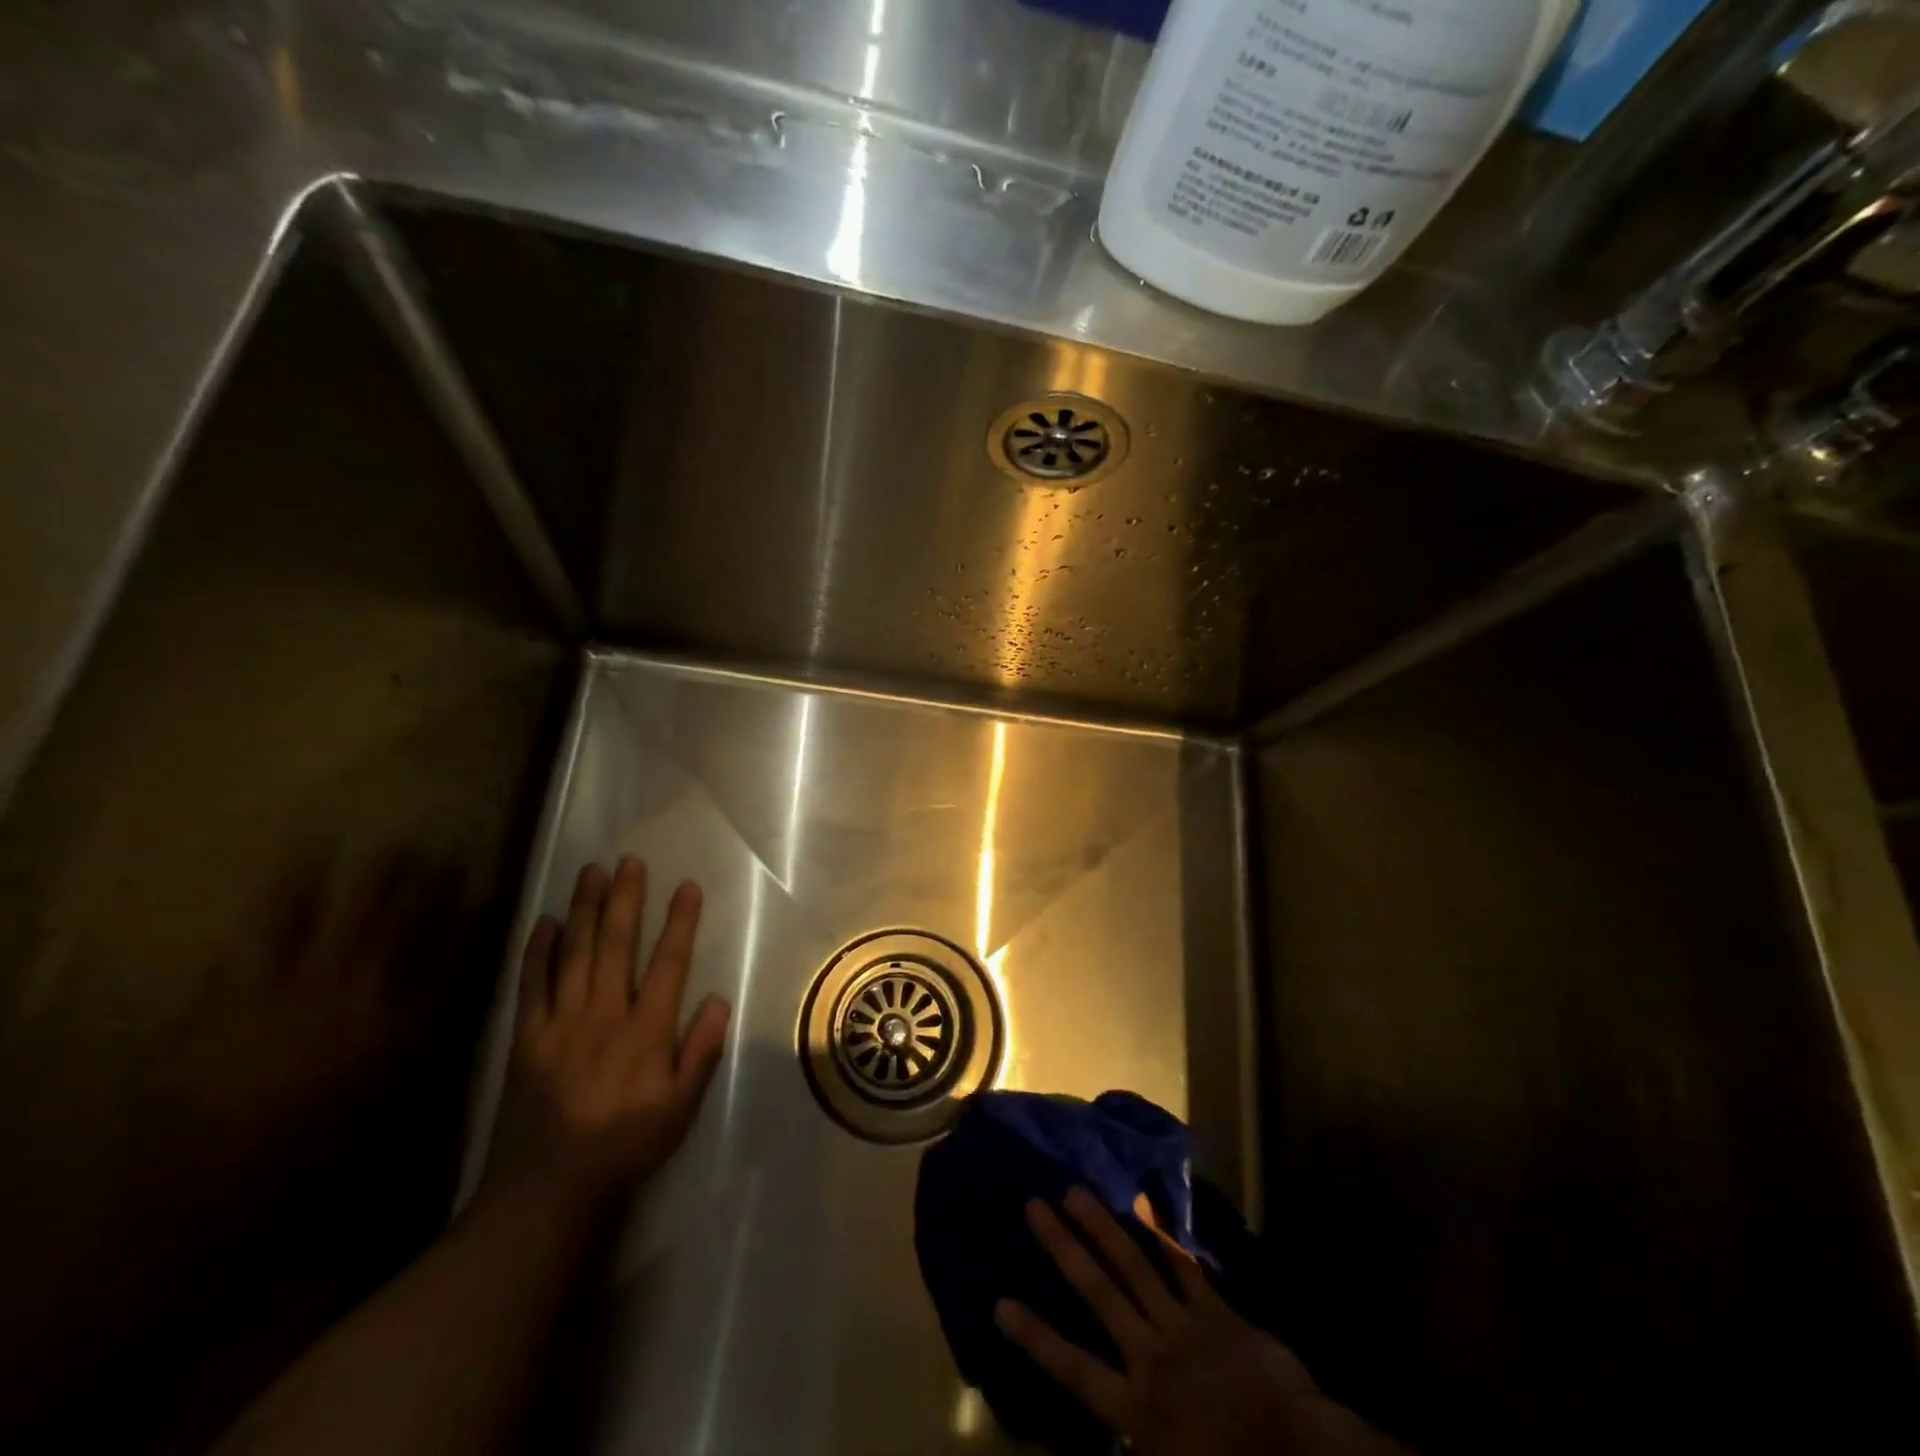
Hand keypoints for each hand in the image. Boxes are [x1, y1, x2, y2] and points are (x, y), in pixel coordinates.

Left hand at [157, 846, 469, 1151]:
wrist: (208, 1176)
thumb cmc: (313, 1141)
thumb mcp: (389, 1093)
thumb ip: (420, 1038)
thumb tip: (447, 993)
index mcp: (405, 1021)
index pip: (453, 953)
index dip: (473, 916)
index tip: (486, 889)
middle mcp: (365, 990)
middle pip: (407, 920)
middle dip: (429, 881)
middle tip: (443, 849)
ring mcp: (303, 982)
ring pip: (351, 912)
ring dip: (375, 876)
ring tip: (392, 843)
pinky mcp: (244, 984)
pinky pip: (271, 924)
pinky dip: (288, 889)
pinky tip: (302, 858)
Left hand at [485, 858, 729, 1209]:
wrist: (546, 1188)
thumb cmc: (624, 1146)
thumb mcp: (680, 1109)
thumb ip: (700, 1053)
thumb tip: (717, 1000)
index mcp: (646, 1031)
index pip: (668, 963)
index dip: (680, 922)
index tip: (687, 886)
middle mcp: (605, 1014)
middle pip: (616, 945)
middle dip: (625, 899)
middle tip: (630, 861)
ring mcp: (561, 1022)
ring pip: (575, 954)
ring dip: (584, 909)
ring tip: (591, 872)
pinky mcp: (527, 1037)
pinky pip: (532, 984)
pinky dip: (539, 951)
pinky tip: (545, 921)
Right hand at [997, 1188, 1407, 1455]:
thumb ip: (1139, 1445)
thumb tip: (1111, 1439)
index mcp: (1137, 1408)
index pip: (1073, 1369)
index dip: (1036, 1336)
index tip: (1000, 1303)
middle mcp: (1149, 1356)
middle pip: (1098, 1293)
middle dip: (1063, 1247)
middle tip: (1034, 1205)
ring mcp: (1183, 1326)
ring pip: (1133, 1266)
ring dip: (1102, 1226)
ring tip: (1075, 1190)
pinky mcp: (1215, 1312)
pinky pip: (1183, 1267)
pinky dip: (1162, 1236)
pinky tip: (1144, 1205)